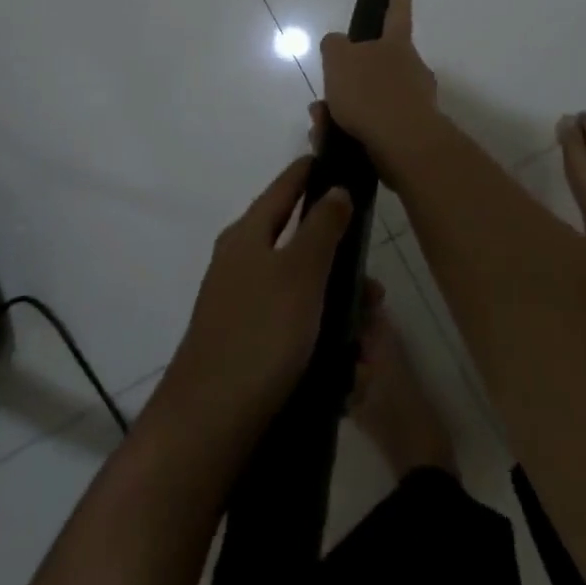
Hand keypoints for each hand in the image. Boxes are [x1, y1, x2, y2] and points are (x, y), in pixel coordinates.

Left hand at [154, 158, 352, 441]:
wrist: (209, 424)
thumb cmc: (260, 334)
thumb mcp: (299, 272)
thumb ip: (322, 226)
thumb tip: (335, 187)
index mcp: (248, 235)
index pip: (285, 187)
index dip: (311, 171)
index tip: (340, 160)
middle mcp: (243, 264)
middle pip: (304, 248)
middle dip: (345, 273)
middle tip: (375, 298)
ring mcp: (245, 308)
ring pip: (307, 297)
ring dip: (342, 319)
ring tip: (366, 353)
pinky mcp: (251, 348)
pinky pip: (298, 335)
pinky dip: (325, 348)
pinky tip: (348, 376)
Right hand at [319, 0, 441, 159]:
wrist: (403, 145)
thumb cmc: (370, 92)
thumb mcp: (338, 59)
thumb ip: (334, 46)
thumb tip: (337, 43)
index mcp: (396, 45)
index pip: (397, 15)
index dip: (395, 2)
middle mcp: (412, 70)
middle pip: (380, 65)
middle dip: (352, 78)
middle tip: (326, 93)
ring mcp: (415, 102)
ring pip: (372, 100)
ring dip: (345, 109)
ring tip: (320, 124)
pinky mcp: (410, 134)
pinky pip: (375, 127)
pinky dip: (352, 132)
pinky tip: (330, 142)